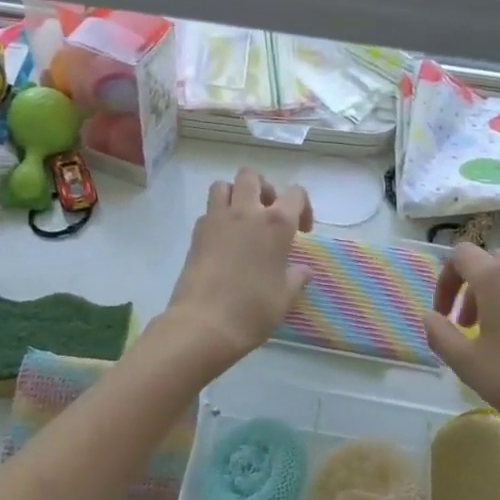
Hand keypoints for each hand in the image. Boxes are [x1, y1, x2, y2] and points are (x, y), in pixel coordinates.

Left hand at [163, 168, 313, 374]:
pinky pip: (208, 211)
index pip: (296, 194)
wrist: (204, 323)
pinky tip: (224, 240)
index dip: (303, 207)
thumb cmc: (253, 310)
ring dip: (235, 195)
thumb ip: (296, 278)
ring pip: (223, 185)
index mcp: (276, 223)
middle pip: (252, 176)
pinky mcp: (196, 233)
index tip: (302, 232)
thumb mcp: (285, 297)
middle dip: (263, 188)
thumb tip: (303, 271)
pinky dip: (218, 216)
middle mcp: (247, 212)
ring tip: (242, 219)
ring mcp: (217, 219)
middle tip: (268, 213)